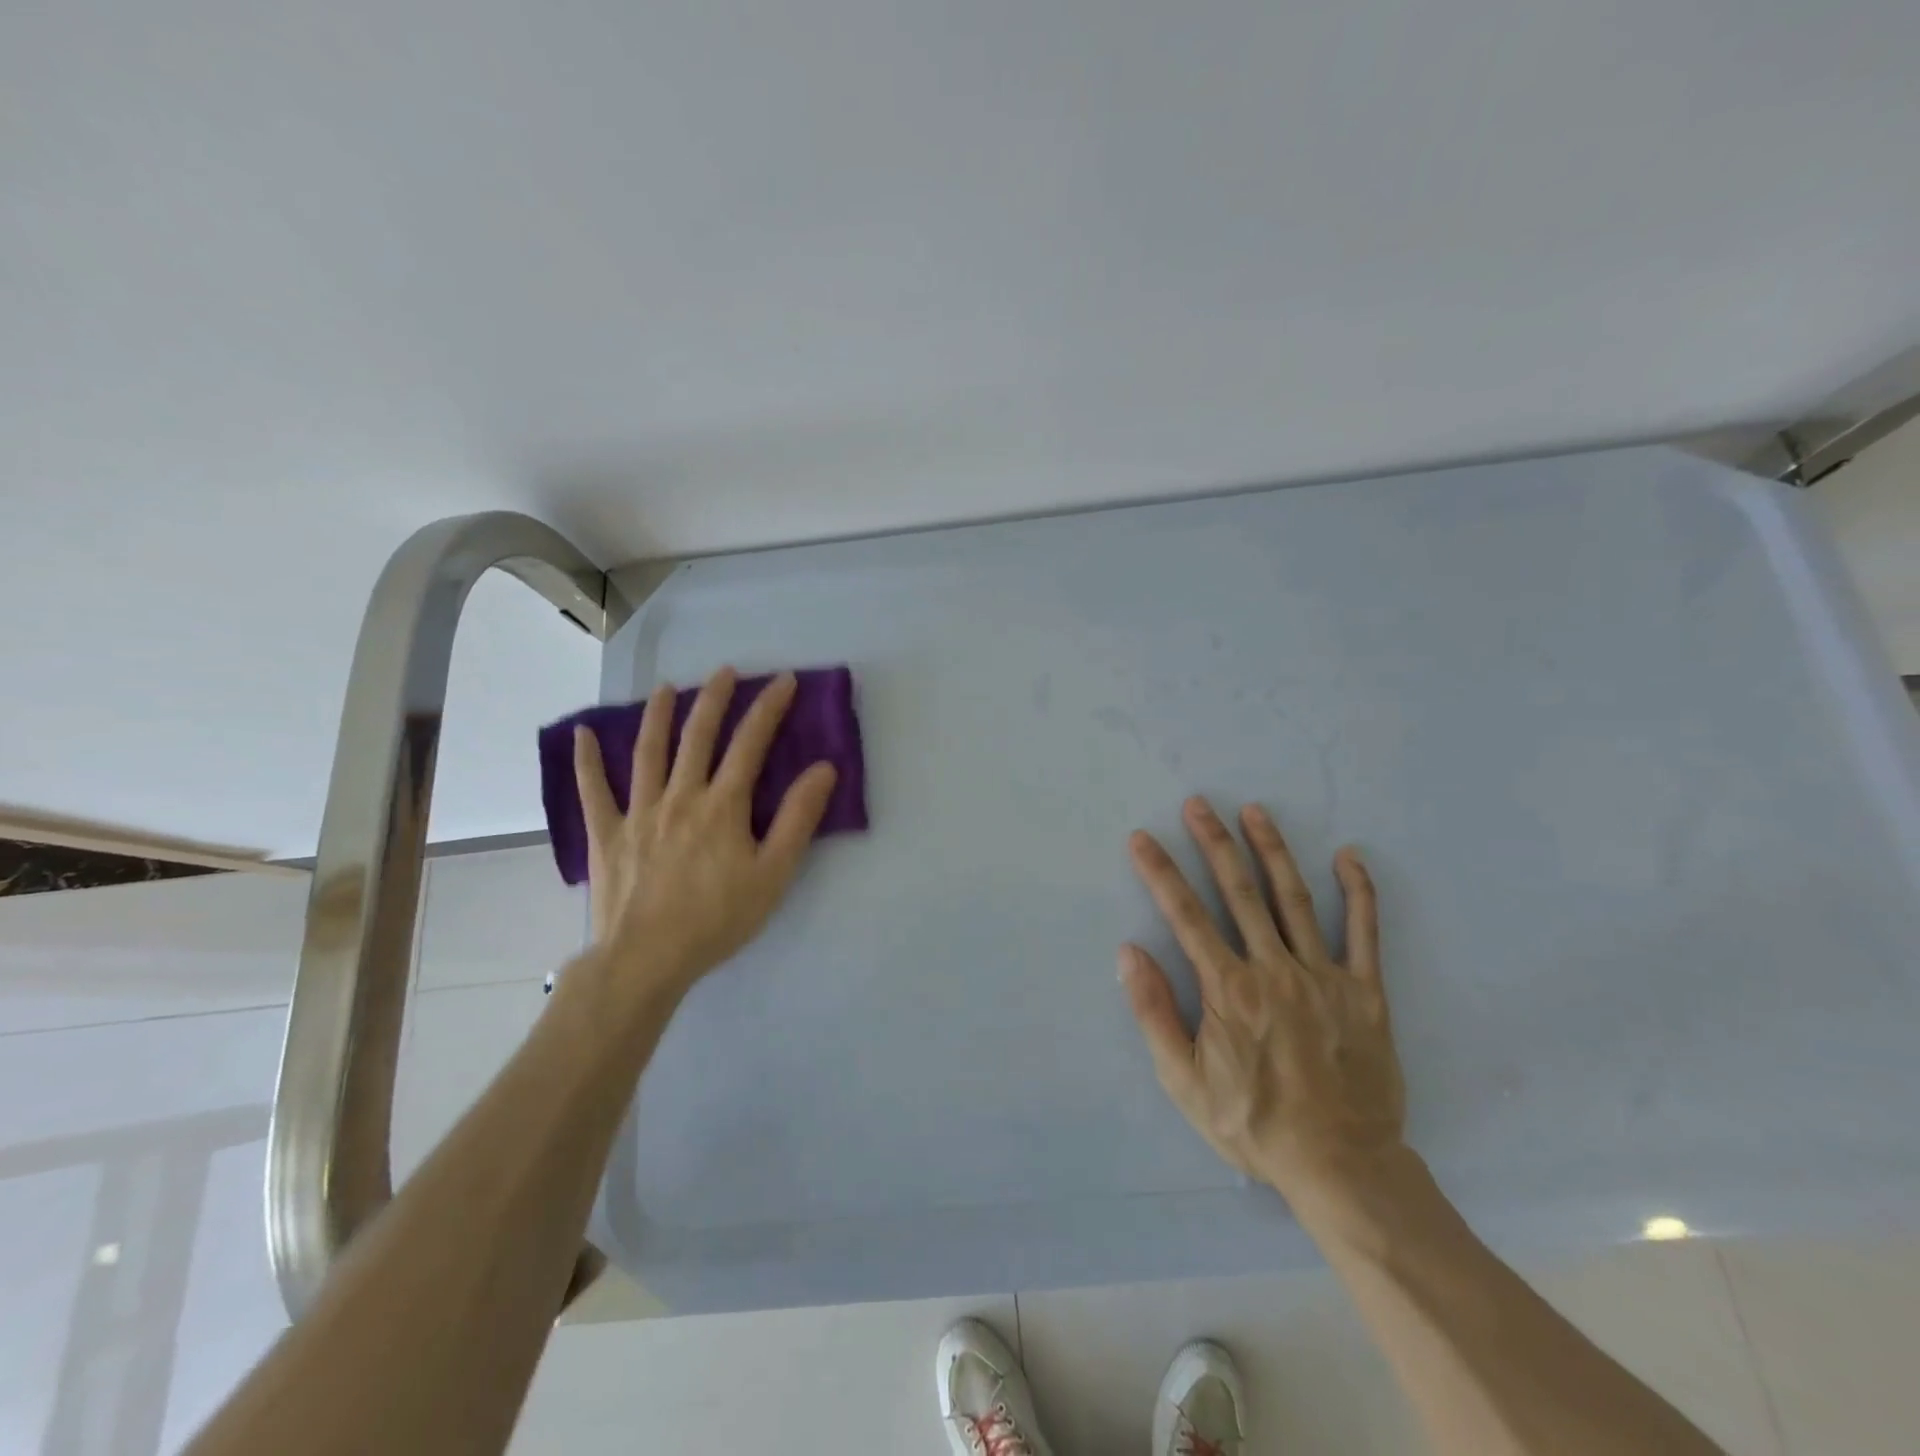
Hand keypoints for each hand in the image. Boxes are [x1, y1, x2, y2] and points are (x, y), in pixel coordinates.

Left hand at [571, 667, 837, 1002]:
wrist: (647, 959)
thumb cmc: (718, 919)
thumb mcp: (774, 873)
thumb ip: (798, 819)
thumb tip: (823, 769)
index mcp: (722, 805)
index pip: (750, 743)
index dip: (769, 708)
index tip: (784, 681)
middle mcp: (680, 796)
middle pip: (699, 736)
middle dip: (715, 699)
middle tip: (725, 671)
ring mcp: (639, 812)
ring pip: (648, 751)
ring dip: (660, 715)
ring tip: (667, 688)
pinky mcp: (607, 834)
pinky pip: (593, 790)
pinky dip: (586, 761)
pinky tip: (582, 734)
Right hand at [1121, 797, 1407, 1211]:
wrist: (1341, 1167)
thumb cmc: (1253, 1125)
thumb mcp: (1184, 1081)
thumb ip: (1155, 1013)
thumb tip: (1129, 953)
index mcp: (1228, 989)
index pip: (1185, 915)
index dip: (1160, 872)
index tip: (1142, 838)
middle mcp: (1273, 969)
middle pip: (1239, 891)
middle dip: (1214, 842)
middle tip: (1198, 803)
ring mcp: (1323, 976)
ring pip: (1293, 899)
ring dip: (1272, 850)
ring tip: (1255, 811)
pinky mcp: (1366, 992)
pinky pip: (1364, 933)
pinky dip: (1358, 892)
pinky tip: (1348, 856)